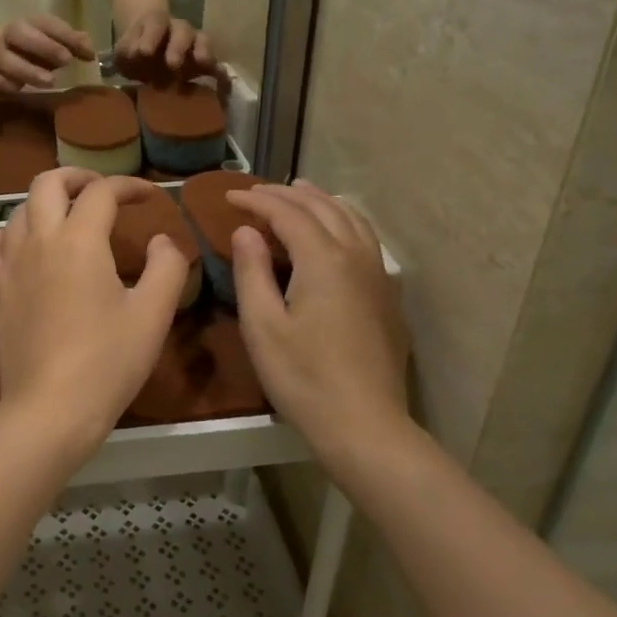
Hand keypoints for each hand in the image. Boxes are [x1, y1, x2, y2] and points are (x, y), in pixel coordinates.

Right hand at [0, 16, 93, 94]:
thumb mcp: (49, 42)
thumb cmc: (28, 48)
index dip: (66, 35)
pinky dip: (2, 84)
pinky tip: (18, 90)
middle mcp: (9, 35)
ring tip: (49, 82)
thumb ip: (70, 45)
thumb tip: (91, 52)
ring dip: (27, 70)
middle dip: (44, 46)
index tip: (86, 52)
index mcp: (28, 23)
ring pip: (4, 59)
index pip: (46, 23)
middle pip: (20, 33)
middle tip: (66, 61)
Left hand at [0, 170, 187, 462]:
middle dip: (77, 177)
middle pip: (48, 183)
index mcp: (80, 240)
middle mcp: (38, 241)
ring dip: (46, 205)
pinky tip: (24, 250)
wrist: (50, 409)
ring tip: (66, 220)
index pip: (102, 192)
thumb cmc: (108, 361)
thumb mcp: (153, 314)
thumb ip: (167, 267)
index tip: (148, 197)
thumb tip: (163, 240)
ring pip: (19, 211)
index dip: (128, 186)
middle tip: (101, 192)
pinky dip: (11, 236)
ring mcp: (7, 265)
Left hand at [113, 13, 223, 87]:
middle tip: (172, 64)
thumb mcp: (123, 52)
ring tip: (202, 64)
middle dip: (177, 47)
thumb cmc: (134, 53)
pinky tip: (221, 78)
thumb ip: (126, 52)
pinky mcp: (204, 61)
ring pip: (202, 41)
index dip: (151, 36)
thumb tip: (136, 55)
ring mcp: (194, 43)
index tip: (144, 53)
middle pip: (182, 31)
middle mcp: (178, 29)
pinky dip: (217, 68)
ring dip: (202, 52)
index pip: (155, 23)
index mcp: (156, 23)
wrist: (148, 55)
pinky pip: (214, 61)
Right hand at [227, 181, 410, 451]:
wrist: (365, 425)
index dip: (257, 201)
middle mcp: (356, 256)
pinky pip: (365, 239)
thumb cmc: (304, 378)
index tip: (228, 197)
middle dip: (286, 195)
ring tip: (299, 192)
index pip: (287, 214)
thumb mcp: (263, 326)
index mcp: (324, 261)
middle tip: (256, 191)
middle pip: (322, 208)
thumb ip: (252, 272)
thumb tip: (245, 231)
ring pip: (352, 218)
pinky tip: (335, 231)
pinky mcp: (387, 296)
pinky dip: (343, 220)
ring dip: (321, 200)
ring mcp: (378, 275)